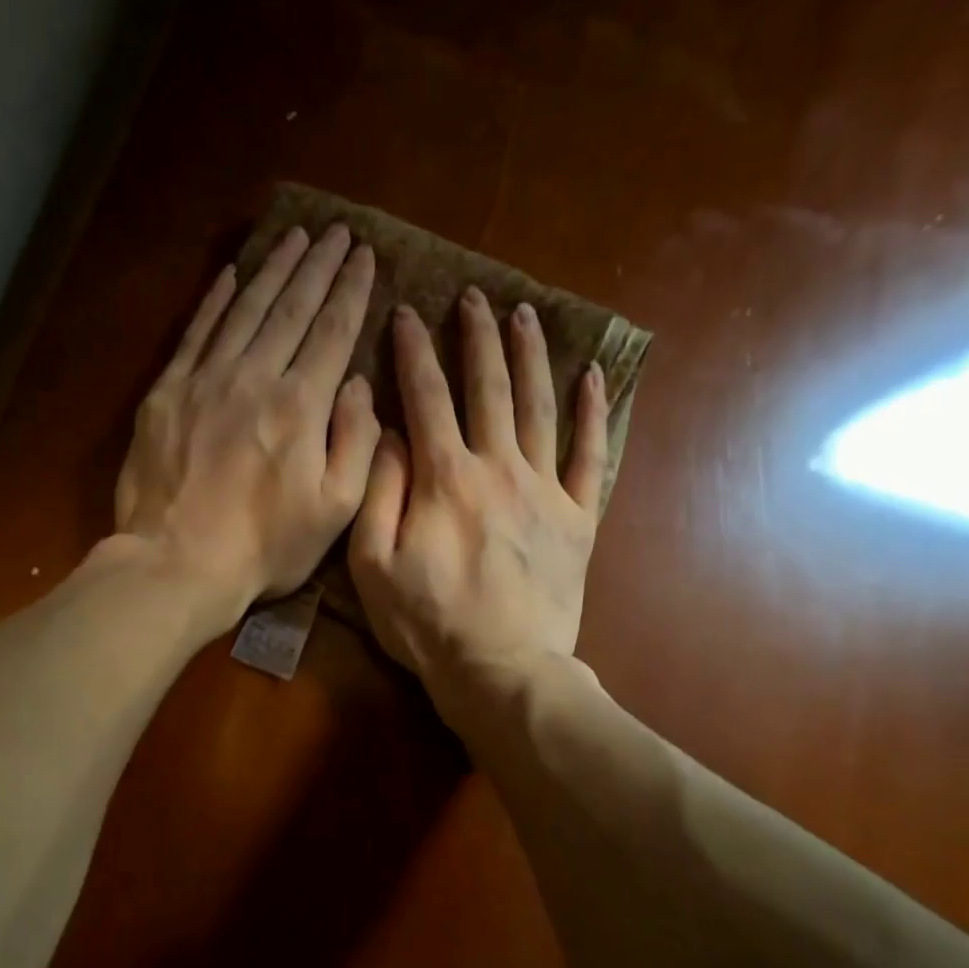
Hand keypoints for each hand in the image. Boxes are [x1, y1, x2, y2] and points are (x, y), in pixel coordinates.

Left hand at [115, 224, 379, 624]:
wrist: (177, 563)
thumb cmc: (264, 548)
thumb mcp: (335, 511)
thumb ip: (356, 443)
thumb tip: (357, 386)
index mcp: (300, 406)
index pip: (333, 332)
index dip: (351, 291)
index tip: (366, 256)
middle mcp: (254, 377)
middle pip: (292, 309)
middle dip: (319, 267)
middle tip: (338, 233)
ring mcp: (205, 380)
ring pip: (245, 309)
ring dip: (273, 269)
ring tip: (296, 238)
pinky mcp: (166, 393)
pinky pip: (195, 332)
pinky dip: (215, 299)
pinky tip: (230, 273)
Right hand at [349, 289, 610, 712]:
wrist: (502, 671)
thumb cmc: (428, 624)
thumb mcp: (373, 565)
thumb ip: (378, 492)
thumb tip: (386, 431)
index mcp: (444, 478)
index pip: (425, 397)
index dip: (413, 351)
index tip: (406, 312)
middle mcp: (499, 469)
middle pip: (489, 387)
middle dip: (478, 336)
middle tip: (474, 296)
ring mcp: (545, 491)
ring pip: (539, 407)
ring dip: (531, 357)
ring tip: (526, 314)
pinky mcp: (578, 519)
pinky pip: (590, 456)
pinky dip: (594, 415)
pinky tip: (595, 378)